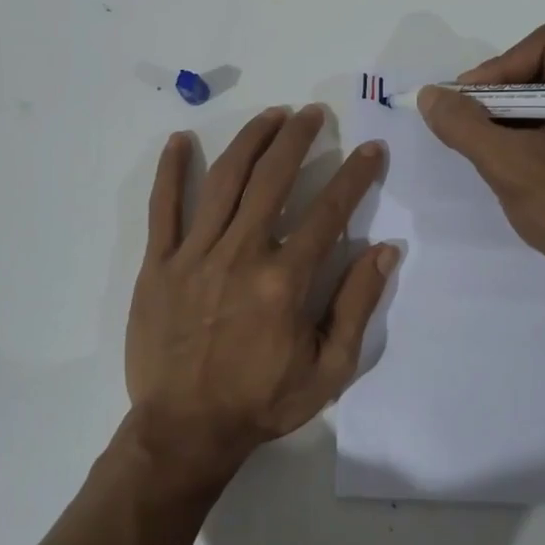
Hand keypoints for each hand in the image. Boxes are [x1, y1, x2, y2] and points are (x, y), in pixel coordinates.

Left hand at [124, 105, 399, 492]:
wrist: (186, 430)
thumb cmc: (262, 402)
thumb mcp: (329, 369)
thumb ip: (356, 305)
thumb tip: (385, 250)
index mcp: (285, 281)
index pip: (329, 211)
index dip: (355, 175)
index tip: (371, 149)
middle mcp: (241, 254)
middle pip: (273, 179)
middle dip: (298, 139)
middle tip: (314, 113)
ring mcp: (195, 255)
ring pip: (224, 180)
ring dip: (250, 140)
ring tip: (271, 115)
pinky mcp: (159, 264)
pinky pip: (163, 208)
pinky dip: (172, 171)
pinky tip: (181, 140)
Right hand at [417, 24, 544, 309]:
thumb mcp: (510, 167)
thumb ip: (465, 126)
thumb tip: (430, 96)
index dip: (498, 69)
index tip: (465, 103)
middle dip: (501, 92)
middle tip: (467, 119)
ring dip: (510, 110)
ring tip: (482, 138)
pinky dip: (528, 126)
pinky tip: (506, 151)